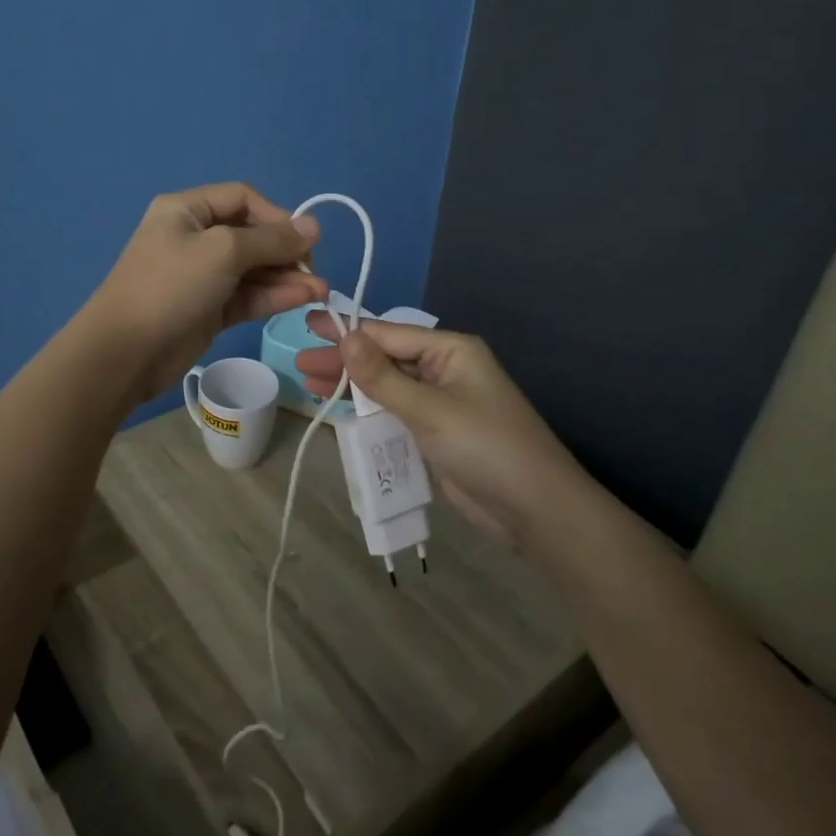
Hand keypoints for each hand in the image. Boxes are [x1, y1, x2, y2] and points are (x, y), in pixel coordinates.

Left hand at [86, 184, 327, 402]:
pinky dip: (274, 296)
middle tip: (314, 270)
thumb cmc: (170, 287)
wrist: (125, 353)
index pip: (242, 198)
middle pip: (251, 234)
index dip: (276, 215)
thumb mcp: (223, 252)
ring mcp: (202, 276)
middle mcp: (195, 237)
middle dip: (286, 251)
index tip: (304, 239)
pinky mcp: (210, 309)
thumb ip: (271, 239)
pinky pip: (248, 295)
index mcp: (187, 210)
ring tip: (320, 291)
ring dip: (287, 277)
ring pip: (254, 269)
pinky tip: (304, 299)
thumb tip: (314, 226)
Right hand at [296, 313, 580, 542]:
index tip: (308, 326)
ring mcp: (440, 401)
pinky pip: (394, 411)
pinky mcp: (436, 431)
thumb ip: (382, 376)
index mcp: (450, 350)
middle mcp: (444, 368)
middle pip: (384, 358)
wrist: (535, 509)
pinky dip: (367, 409)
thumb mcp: (429, 409)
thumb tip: (345, 337)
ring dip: (351, 385)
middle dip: (344, 361)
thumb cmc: (484, 446)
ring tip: (309, 384)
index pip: (388, 333)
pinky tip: (339, 409)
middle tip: (300, 363)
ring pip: (386, 385)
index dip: (347, 330)